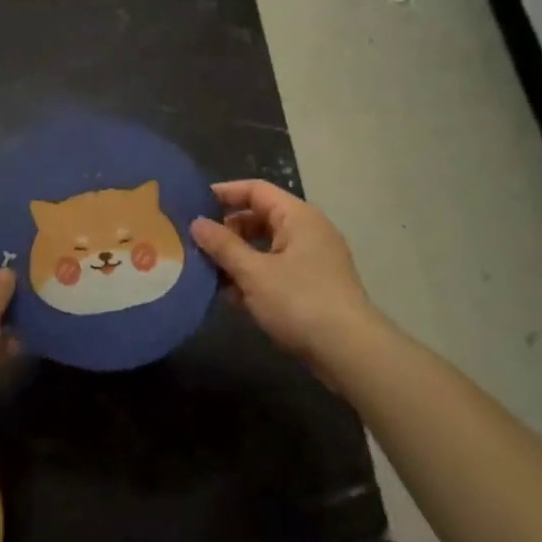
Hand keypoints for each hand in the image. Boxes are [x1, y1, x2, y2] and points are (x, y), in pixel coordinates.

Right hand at [190, 181, 379, 365]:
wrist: (349, 351)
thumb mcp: (254, 273)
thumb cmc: (300, 302)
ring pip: (266, 248)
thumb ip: (223, 246)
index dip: (224, 193)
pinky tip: (230, 296)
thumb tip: (197, 223)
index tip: (192, 204)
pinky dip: (254, 278)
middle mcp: (308, 231)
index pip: (256, 190)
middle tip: (196, 244)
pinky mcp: (313, 287)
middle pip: (260, 218)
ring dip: (238, 258)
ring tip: (207, 272)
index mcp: (298, 217)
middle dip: (228, 230)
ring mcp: (313, 260)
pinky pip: (276, 271)